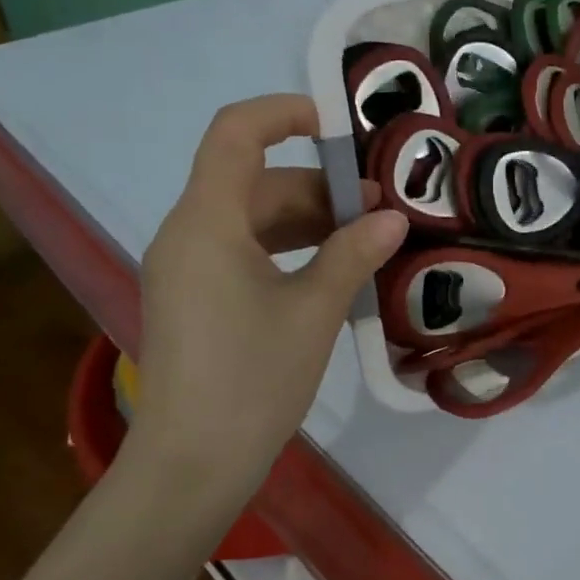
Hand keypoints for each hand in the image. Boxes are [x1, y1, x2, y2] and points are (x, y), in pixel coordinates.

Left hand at [127, 94, 405, 490]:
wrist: (191, 465)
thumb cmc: (252, 379)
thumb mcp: (314, 311)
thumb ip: (353, 254)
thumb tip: (392, 218)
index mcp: (207, 222)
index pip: (235, 133)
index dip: (285, 113)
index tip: (340, 128)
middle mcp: (188, 233)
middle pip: (254, 181)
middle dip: (319, 187)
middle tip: (379, 211)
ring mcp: (187, 268)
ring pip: (252, 218)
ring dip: (308, 220)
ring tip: (365, 240)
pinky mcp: (195, 298)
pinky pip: (243, 250)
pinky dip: (288, 249)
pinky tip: (330, 270)